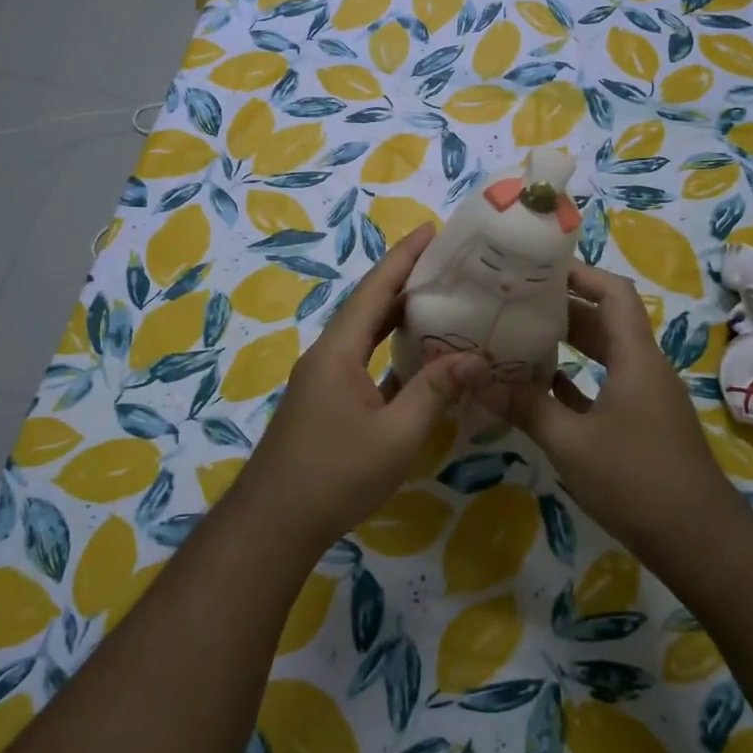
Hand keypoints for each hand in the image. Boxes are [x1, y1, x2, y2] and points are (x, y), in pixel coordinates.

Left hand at [240, 223, 490, 545]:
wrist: (276, 522)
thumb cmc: (337, 473)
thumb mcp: (398, 434)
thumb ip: (436, 391)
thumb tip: (476, 357)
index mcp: (339, 350)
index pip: (375, 289)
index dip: (403, 257)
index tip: (431, 230)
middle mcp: (328, 355)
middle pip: (369, 306)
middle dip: (405, 281)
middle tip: (448, 264)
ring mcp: (323, 379)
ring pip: (365, 335)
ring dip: (397, 316)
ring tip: (439, 300)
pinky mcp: (325, 402)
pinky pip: (363, 362)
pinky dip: (390, 352)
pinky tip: (418, 359)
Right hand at [497, 264, 730, 550]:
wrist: (698, 540)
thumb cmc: (636, 480)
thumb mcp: (571, 443)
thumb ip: (526, 409)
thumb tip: (478, 383)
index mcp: (635, 358)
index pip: (613, 294)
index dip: (580, 274)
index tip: (538, 267)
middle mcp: (644, 368)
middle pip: (605, 321)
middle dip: (563, 307)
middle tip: (516, 300)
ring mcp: (645, 398)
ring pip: (604, 355)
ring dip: (568, 344)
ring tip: (521, 336)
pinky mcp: (641, 424)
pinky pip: (605, 386)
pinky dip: (576, 380)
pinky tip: (540, 387)